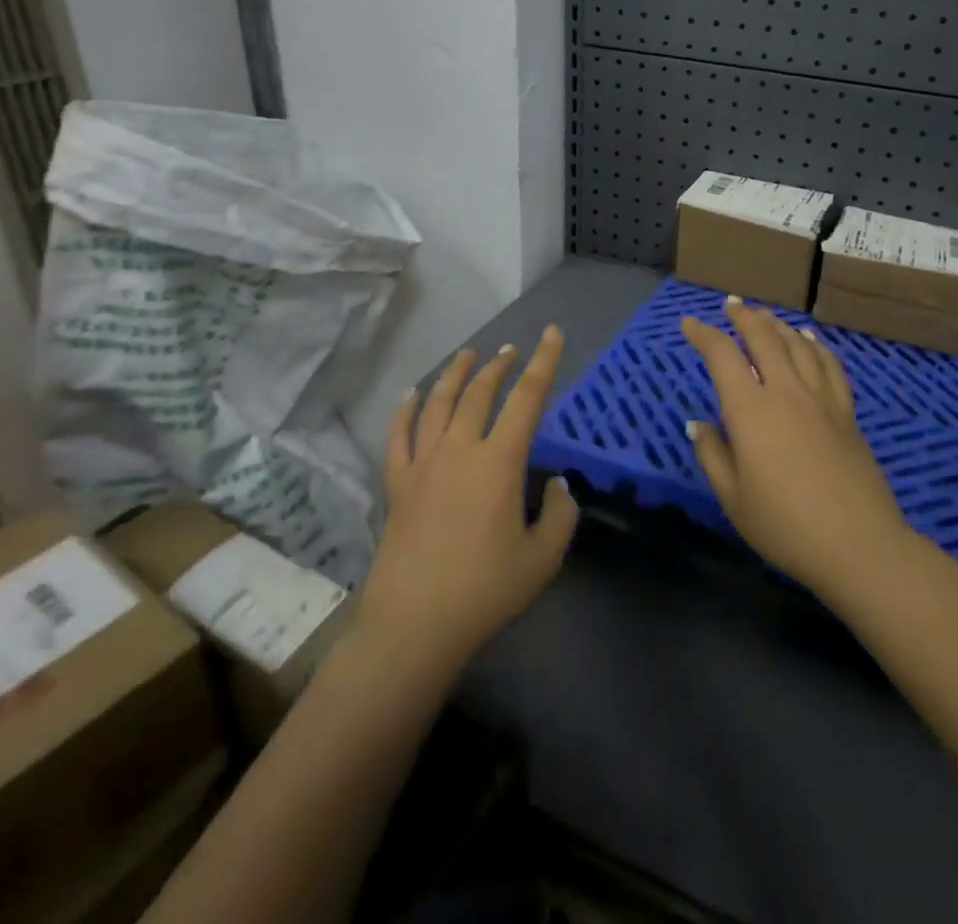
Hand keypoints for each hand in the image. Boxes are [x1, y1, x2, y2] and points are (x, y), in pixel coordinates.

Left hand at [355, 328, 578, 676]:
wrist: (414, 625)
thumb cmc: (485, 591)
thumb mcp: (542, 559)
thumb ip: (560, 515)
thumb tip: (558, 484)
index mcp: (499, 462)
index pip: (528, 398)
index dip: (544, 362)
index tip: (551, 333)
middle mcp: (460, 450)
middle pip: (479, 393)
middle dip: (499, 366)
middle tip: (510, 350)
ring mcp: (423, 464)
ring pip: (438, 403)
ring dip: (455, 374)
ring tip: (468, 354)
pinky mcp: (397, 484)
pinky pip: (399, 435)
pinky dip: (406, 410)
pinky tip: (411, 394)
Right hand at [683, 297, 911, 600]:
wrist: (858, 544)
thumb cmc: (785, 526)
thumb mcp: (732, 498)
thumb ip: (712, 454)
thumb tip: (698, 423)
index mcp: (750, 410)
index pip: (722, 355)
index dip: (703, 334)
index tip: (689, 324)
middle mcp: (785, 391)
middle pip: (763, 337)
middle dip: (743, 316)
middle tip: (731, 305)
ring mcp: (820, 398)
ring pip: (797, 344)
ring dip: (777, 324)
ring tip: (764, 316)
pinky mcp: (846, 411)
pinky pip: (829, 364)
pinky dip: (815, 344)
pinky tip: (809, 339)